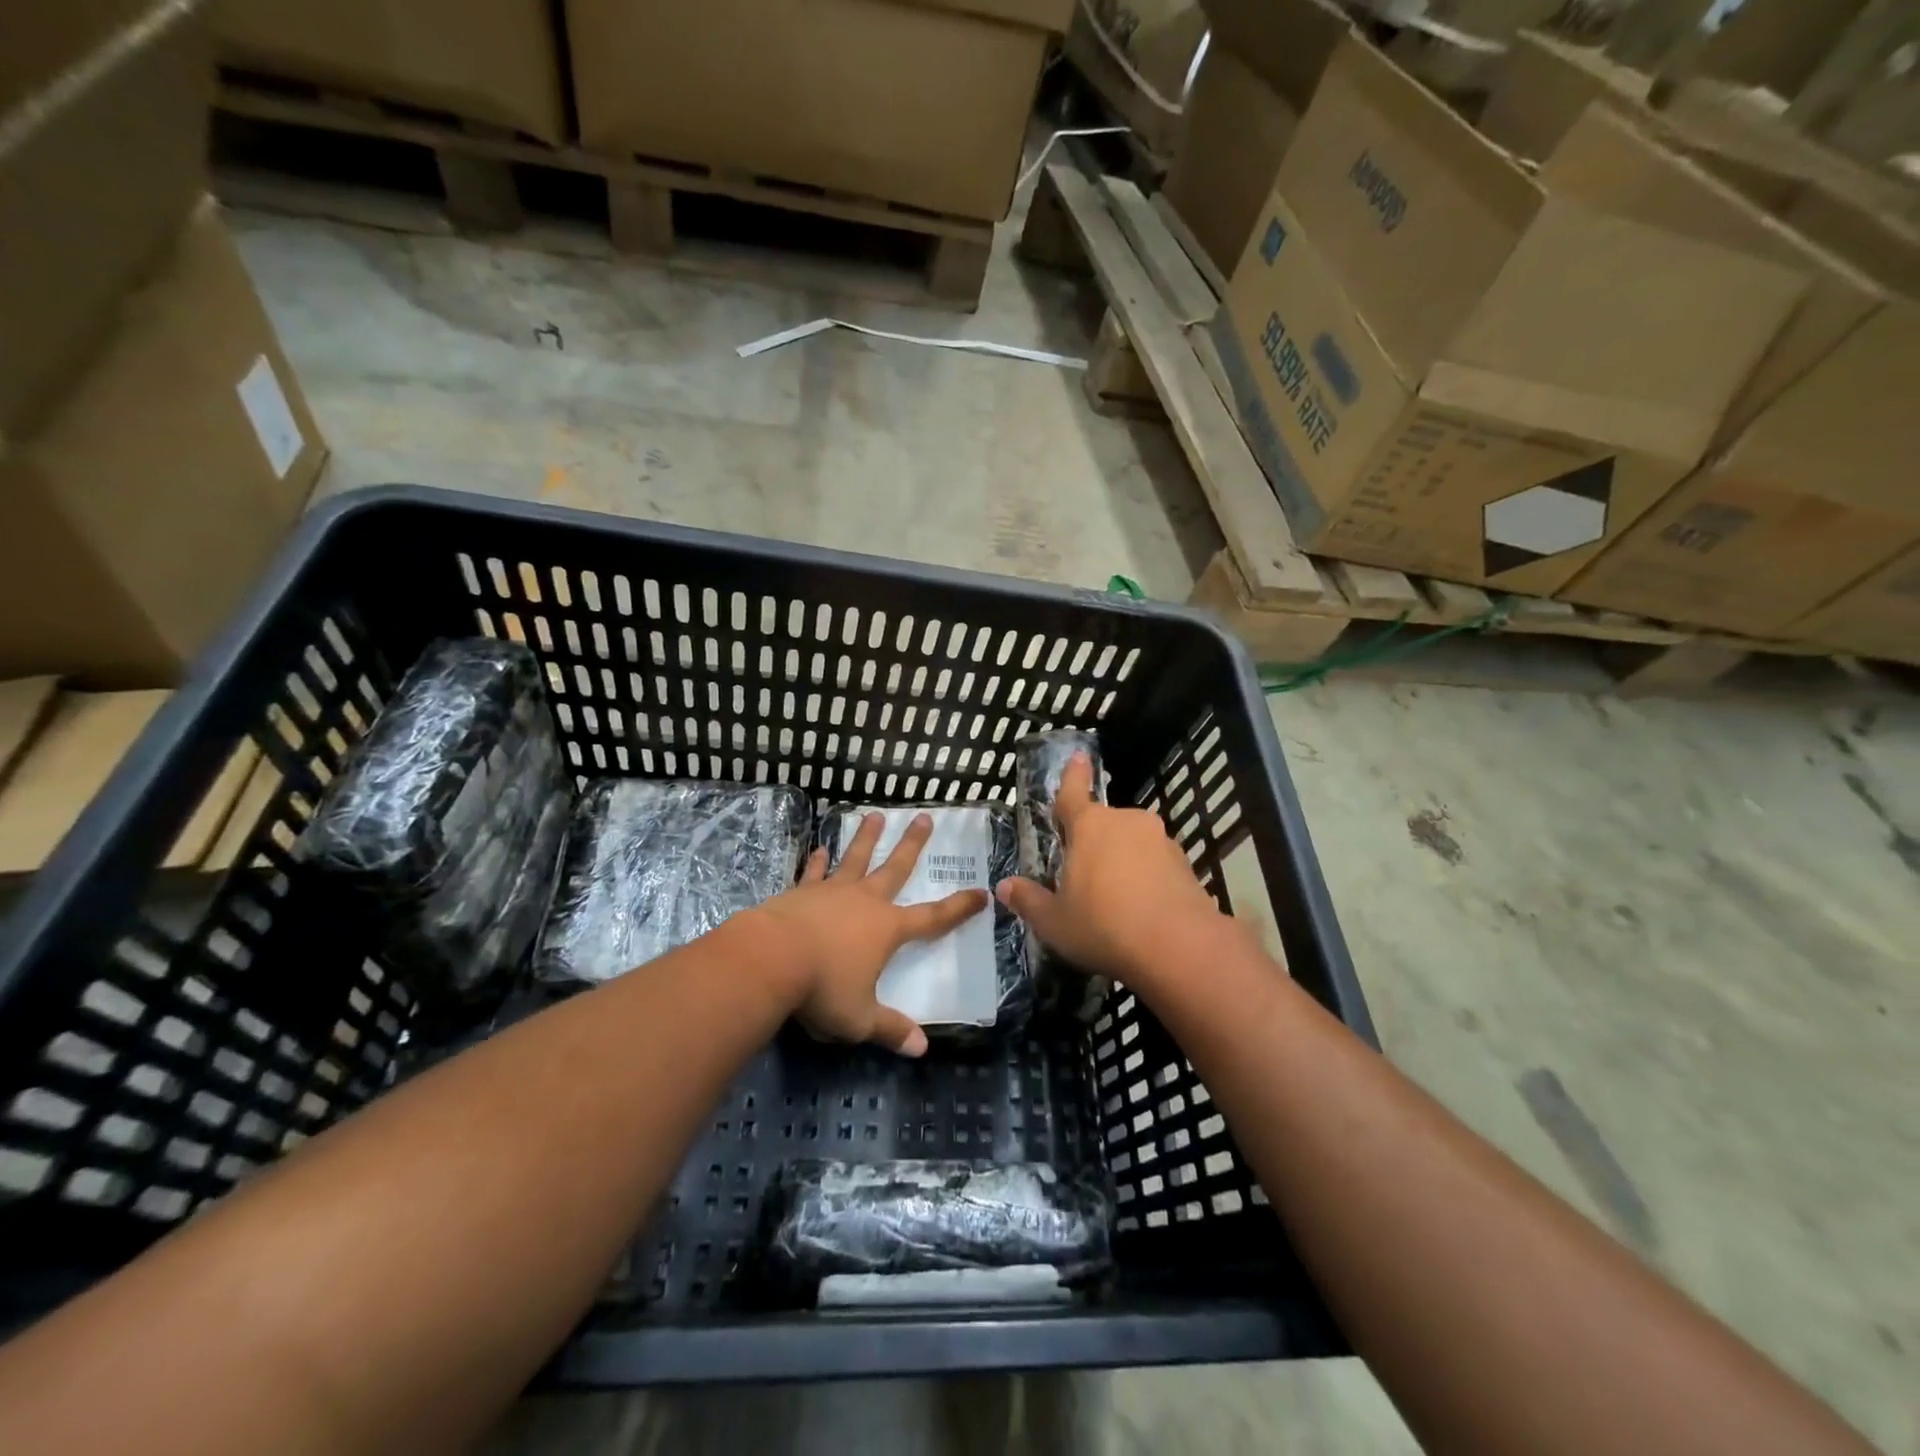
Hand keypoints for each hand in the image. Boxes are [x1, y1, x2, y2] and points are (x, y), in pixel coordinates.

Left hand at [751, 812, 987, 1057]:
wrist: (770, 959)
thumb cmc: (822, 989)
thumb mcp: (860, 1019)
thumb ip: (890, 1029)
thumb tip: (921, 1048)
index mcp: (887, 929)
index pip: (933, 918)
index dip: (959, 908)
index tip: (981, 893)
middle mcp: (865, 901)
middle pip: (895, 868)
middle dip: (912, 844)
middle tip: (924, 818)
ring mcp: (832, 892)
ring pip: (855, 858)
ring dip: (867, 838)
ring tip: (875, 815)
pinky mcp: (802, 891)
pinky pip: (815, 872)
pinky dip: (819, 861)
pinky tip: (820, 849)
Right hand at [996, 754, 1224, 990]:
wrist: (1180, 948)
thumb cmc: (1104, 926)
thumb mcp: (1054, 921)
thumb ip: (1029, 901)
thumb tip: (1005, 887)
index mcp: (1089, 826)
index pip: (1073, 793)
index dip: (1073, 775)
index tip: (1079, 756)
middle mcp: (1126, 822)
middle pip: (1103, 825)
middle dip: (1092, 844)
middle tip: (1082, 878)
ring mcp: (1161, 841)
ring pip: (1131, 844)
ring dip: (1121, 862)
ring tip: (1114, 902)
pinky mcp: (1185, 864)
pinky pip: (1155, 864)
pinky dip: (1146, 878)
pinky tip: (1141, 911)